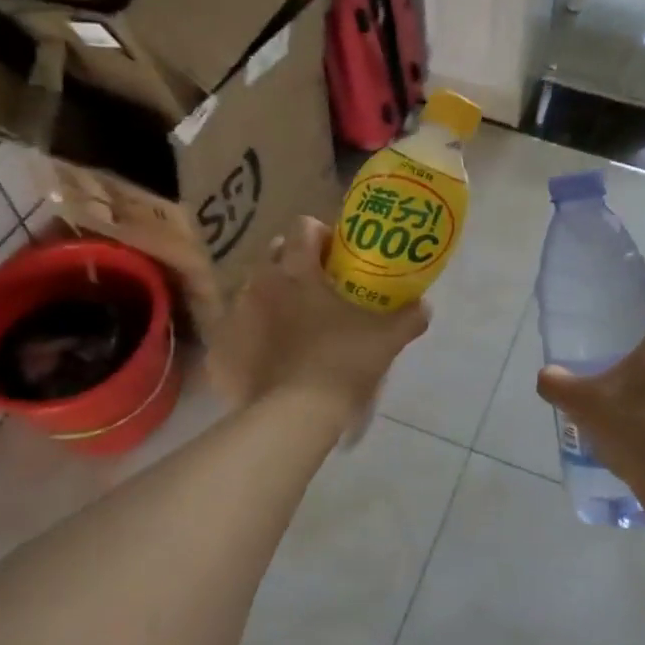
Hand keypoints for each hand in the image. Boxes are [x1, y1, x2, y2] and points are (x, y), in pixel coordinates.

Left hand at [207, 217, 429, 419]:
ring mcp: (236, 315)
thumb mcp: (386, 340)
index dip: (321, 235)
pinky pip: (237, 330)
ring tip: (294, 325)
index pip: (303, 227)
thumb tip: (424, 306)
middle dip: (293, 263)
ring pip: (253, 291)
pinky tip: (270, 357)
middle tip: (317, 289)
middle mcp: (261, 283)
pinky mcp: (221, 348)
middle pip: (274, 254)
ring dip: (272, 299)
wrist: (293, 417)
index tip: (336, 255)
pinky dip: (253, 336)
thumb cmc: (341, 364)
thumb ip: (408, 317)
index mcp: (298, 271)